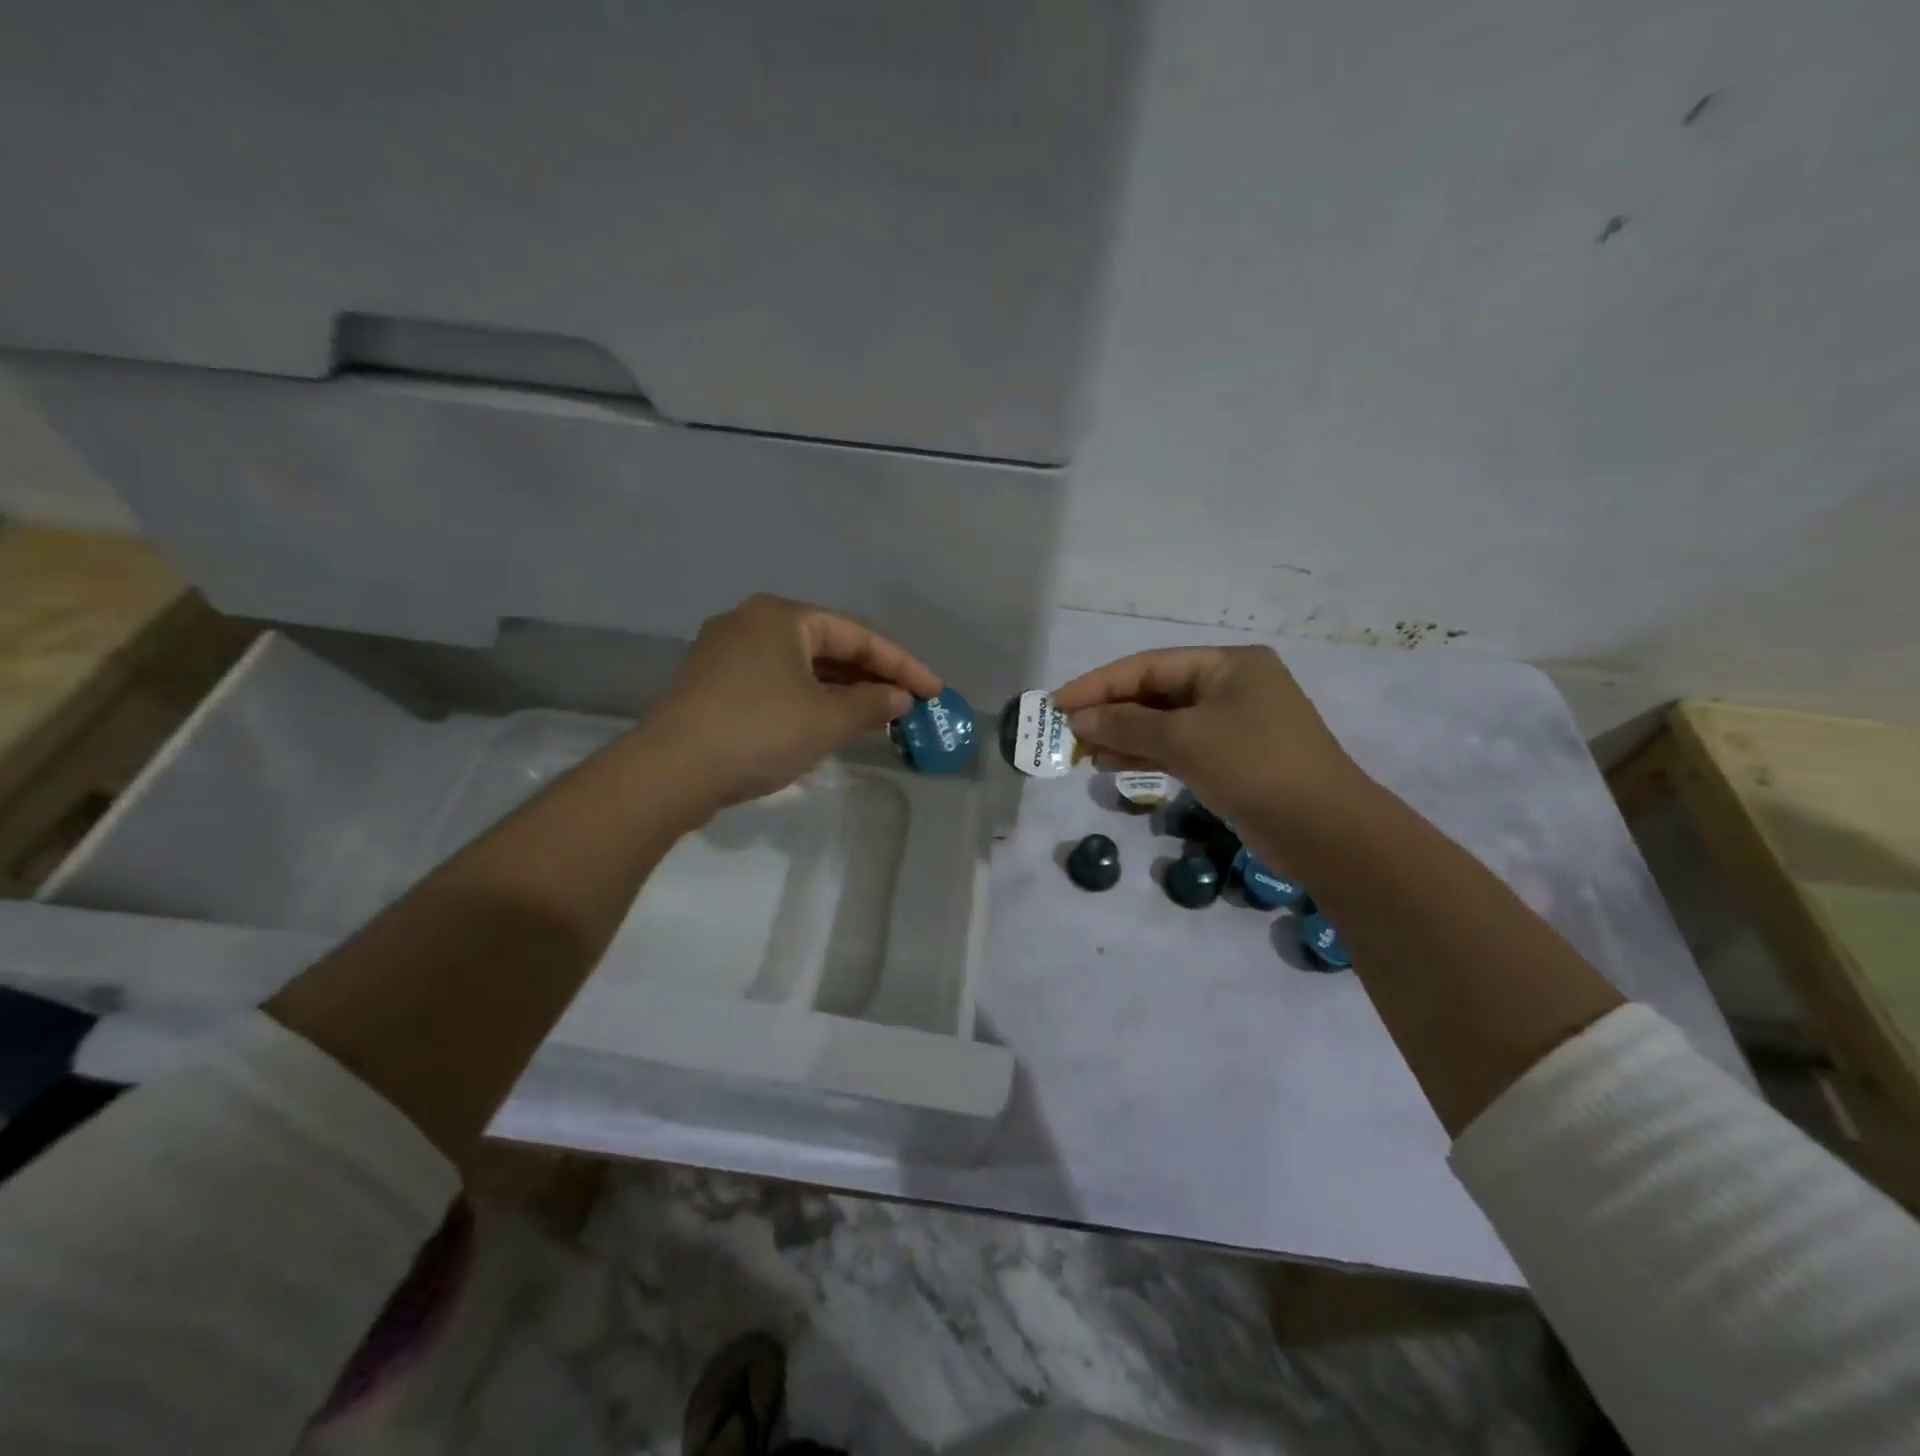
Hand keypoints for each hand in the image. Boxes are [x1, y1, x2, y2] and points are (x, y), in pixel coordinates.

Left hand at [642, 594, 941, 810]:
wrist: (670, 771)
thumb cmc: (759, 732)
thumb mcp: (826, 719)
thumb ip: (871, 704)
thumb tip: (900, 699)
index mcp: (781, 616)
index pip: (857, 635)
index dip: (902, 665)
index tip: (934, 691)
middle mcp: (751, 623)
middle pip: (828, 647)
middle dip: (870, 677)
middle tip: (907, 704)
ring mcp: (726, 653)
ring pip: (801, 667)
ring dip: (841, 692)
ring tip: (877, 717)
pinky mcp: (712, 684)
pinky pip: (776, 683)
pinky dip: (809, 700)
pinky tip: (829, 724)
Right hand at [1051, 646, 1364, 827]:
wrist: (1324, 830)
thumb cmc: (1253, 765)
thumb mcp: (1184, 739)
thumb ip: (1126, 726)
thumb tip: (1079, 720)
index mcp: (1227, 665)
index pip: (1148, 666)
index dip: (1098, 684)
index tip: (1057, 704)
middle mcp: (1230, 687)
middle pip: (1155, 693)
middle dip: (1109, 712)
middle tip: (1066, 732)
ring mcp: (1232, 725)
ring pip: (1163, 723)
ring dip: (1122, 737)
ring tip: (1082, 753)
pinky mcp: (1231, 760)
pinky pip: (1177, 748)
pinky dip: (1145, 755)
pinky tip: (1110, 766)